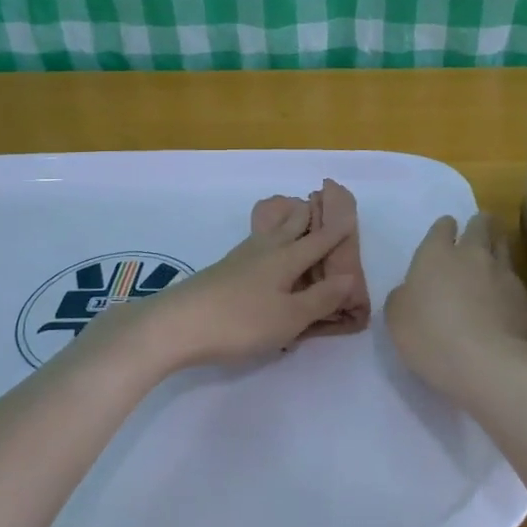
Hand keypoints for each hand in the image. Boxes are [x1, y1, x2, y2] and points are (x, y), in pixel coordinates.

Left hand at [118, 197, 362, 371]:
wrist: (176, 325)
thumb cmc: (240, 322)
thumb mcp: (289, 317)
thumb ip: (320, 298)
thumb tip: (350, 277)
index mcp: (286, 259)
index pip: (318, 241)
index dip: (337, 230)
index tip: (350, 214)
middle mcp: (264, 251)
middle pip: (290, 226)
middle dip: (307, 215)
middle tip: (319, 201)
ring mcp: (239, 259)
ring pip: (269, 232)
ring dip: (284, 221)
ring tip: (292, 214)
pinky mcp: (222, 271)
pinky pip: (255, 245)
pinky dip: (267, 239)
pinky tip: (261, 249)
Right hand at [385, 213, 526, 400]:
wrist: (485, 363)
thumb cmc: (429, 336)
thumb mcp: (396, 316)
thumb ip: (404, 296)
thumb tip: (412, 292)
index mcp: (436, 255)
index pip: (442, 227)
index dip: (444, 228)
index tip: (446, 232)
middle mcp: (474, 255)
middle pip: (481, 227)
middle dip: (480, 224)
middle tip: (479, 228)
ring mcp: (505, 275)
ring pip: (505, 248)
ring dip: (499, 248)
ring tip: (496, 255)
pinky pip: (518, 288)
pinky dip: (511, 292)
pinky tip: (507, 307)